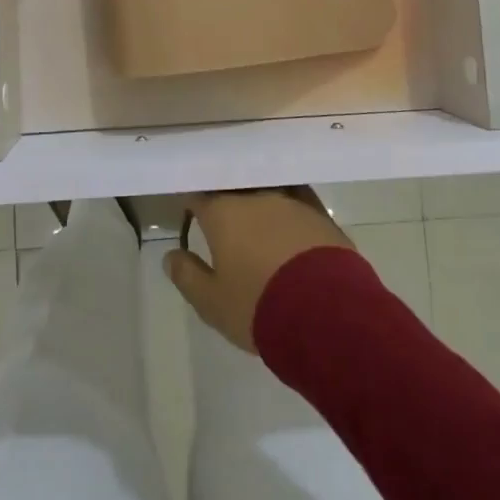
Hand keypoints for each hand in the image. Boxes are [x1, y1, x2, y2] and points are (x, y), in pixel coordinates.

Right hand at [165, 188, 356, 353]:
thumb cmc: (259, 306)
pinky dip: (288, 206)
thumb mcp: (212, 302)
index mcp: (223, 211)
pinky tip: (289, 219)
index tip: (190, 211)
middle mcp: (256, 196)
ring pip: (267, 188)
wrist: (327, 314)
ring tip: (257, 214)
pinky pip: (296, 199)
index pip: (199, 194)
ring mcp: (291, 200)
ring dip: (258, 198)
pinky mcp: (320, 213)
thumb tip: (171, 255)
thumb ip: (187, 276)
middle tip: (222, 212)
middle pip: (234, 186)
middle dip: (225, 195)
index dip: (192, 201)